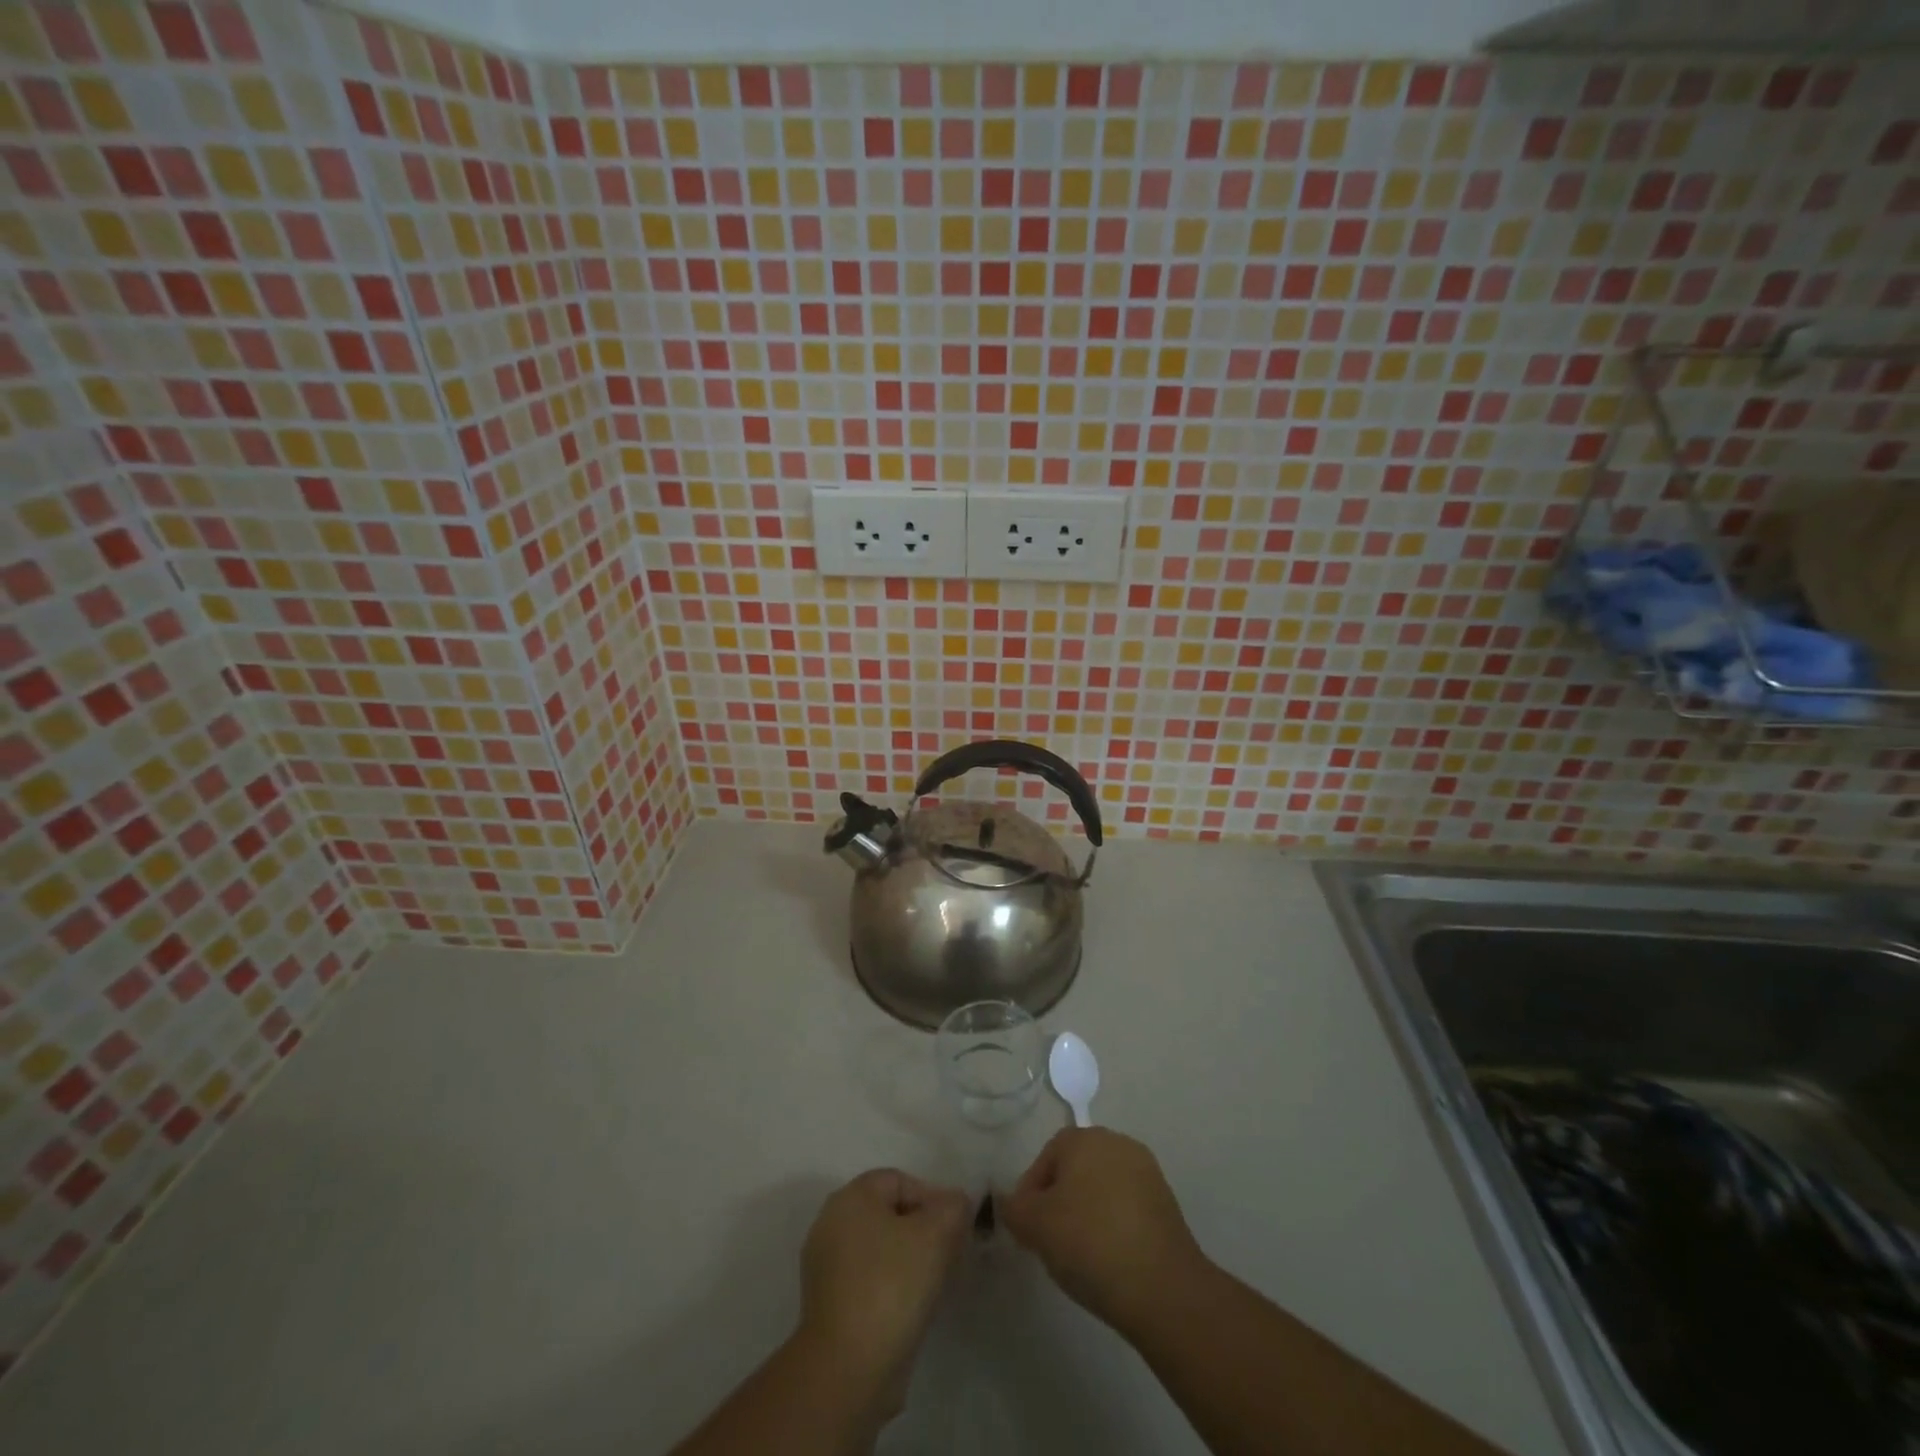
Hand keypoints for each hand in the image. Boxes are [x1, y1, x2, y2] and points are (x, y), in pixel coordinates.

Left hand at [797, 1169, 971, 1413]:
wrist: (847, 1370)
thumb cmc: (891, 1286)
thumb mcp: (936, 1235)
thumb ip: (952, 1208)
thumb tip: (955, 1202)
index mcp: (850, 1197)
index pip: (899, 1181)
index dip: (932, 1198)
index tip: (955, 1229)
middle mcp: (831, 1223)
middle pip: (888, 1214)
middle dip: (922, 1229)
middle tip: (949, 1254)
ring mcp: (825, 1266)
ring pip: (879, 1248)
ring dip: (908, 1259)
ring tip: (934, 1283)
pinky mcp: (827, 1305)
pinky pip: (868, 1280)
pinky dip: (890, 1286)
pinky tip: (911, 1308)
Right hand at [1001, 1127, 1209, 1337]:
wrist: (1163, 1288)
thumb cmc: (1090, 1243)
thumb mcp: (1035, 1226)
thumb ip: (1013, 1208)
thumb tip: (1009, 1201)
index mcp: (1085, 1138)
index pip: (1046, 1157)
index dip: (1031, 1192)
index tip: (1028, 1228)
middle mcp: (1117, 1143)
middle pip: (1075, 1169)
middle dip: (1059, 1201)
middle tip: (1050, 1241)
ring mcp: (1146, 1172)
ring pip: (1101, 1189)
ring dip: (1087, 1214)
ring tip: (1080, 1256)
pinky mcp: (1167, 1204)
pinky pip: (1126, 1208)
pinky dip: (1113, 1226)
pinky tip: (1109, 1260)